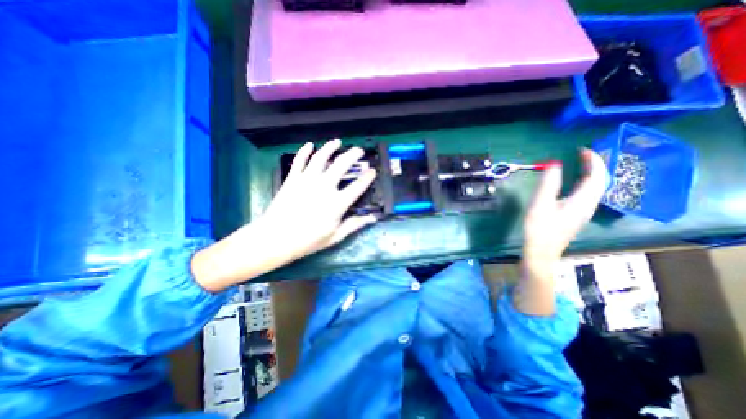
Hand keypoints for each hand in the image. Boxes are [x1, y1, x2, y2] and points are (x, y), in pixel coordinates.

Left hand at [260, 140, 378, 259]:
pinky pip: (300, 160)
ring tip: (337, 142)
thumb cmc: (307, 240)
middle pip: (342, 164)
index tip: (372, 171)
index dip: (368, 177)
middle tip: (359, 150)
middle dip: (353, 155)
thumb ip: (354, 225)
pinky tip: (310, 145)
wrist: (275, 238)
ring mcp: (307, 180)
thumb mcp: (335, 236)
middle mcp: (324, 187)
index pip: (358, 186)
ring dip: (330, 147)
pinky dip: (305, 151)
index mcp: (337, 203)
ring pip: (321, 157)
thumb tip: (372, 218)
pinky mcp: (292, 178)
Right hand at [518, 150, 608, 313]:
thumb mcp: (540, 204)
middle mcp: (588, 205)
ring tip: (579, 165)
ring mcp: (583, 212)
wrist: (540, 252)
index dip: (593, 161)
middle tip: (581, 155)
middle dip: (594, 165)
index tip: (581, 150)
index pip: (597, 176)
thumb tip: (554, 164)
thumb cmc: (539, 229)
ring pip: (595, 189)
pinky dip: (584, 183)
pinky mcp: (575, 216)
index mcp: (581, 201)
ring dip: (590, 174)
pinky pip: (587, 195)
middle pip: (600, 182)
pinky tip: (573, 184)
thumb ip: (548, 184)